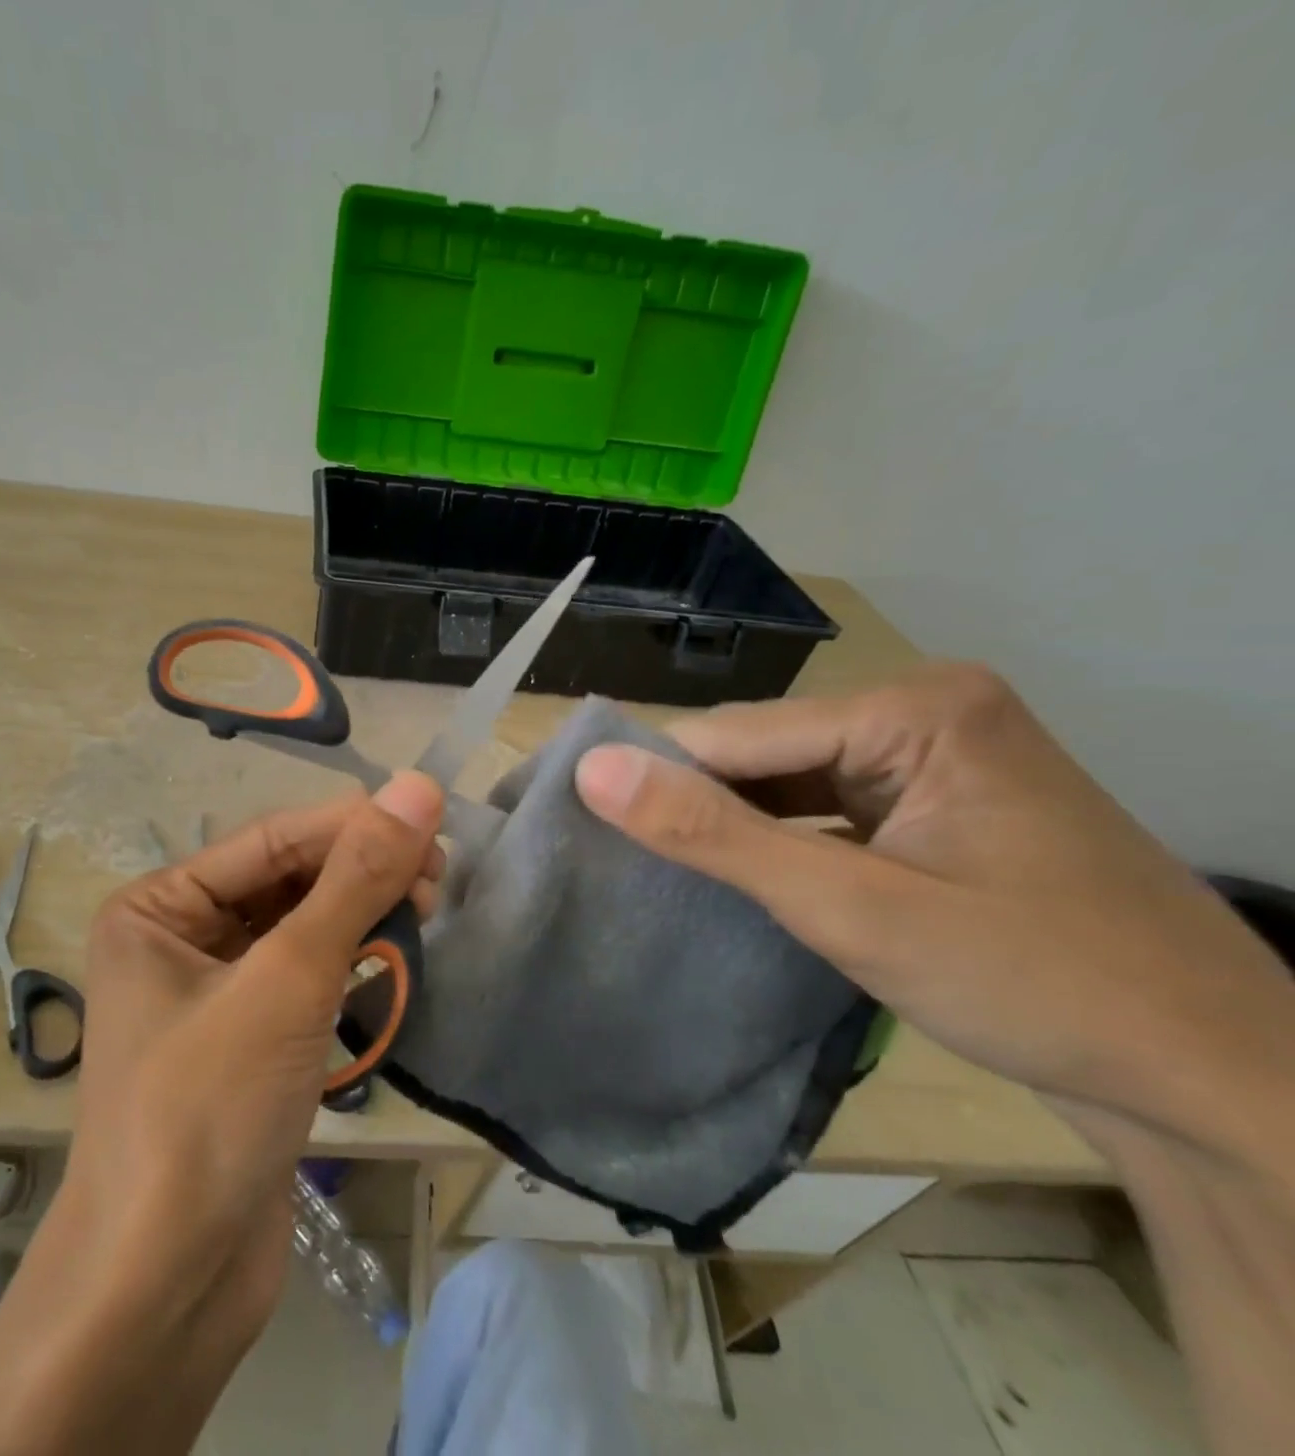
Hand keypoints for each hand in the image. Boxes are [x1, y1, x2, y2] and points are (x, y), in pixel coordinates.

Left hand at [68, 774, 443, 1335]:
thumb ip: (354, 880)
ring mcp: (212, 994)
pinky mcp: (247, 1042)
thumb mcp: (288, 978)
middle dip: (358, 873)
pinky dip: (350, 965)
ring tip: (425, 911)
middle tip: (437, 878)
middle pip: (285, 881)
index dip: (352, 825)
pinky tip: (394, 958)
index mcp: (158, 907)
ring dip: (360, 916)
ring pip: (300, 929)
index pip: (271, 840)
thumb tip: (417, 788)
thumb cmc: (208, 1109)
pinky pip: (304, 978)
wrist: (164, 1289)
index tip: (432, 821)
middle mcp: (177, 939)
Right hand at [573, 664, 1294, 1157]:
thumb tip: (591, 770)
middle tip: (617, 859)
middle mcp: (922, 711)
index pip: (735, 733)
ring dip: (732, 827)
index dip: (655, 779)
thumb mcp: (851, 908)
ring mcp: (933, 756)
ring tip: (658, 869)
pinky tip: (737, 874)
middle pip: (761, 751)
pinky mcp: (933, 802)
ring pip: (784, 780)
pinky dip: (776, 841)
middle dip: (698, 806)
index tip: (578, 824)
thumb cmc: (1038, 985)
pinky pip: (821, 807)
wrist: (1219, 1085)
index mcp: (914, 707)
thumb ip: (713, 834)